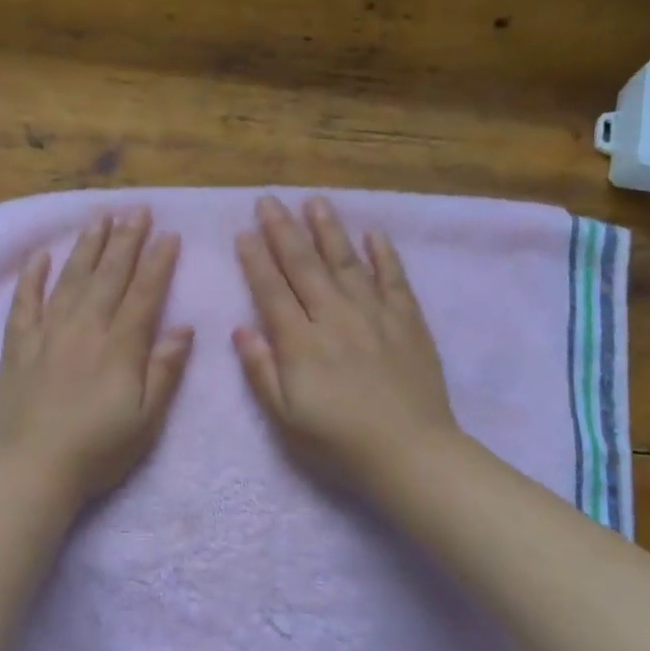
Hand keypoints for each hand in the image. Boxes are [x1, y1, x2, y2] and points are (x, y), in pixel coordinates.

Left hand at [0, 208, 193, 500]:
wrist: (34, 468)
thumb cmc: (99, 449)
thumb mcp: (147, 418)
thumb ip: (165, 370)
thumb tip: (184, 328)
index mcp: (120, 346)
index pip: (144, 293)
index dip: (158, 262)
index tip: (168, 234)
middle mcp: (86, 328)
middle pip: (109, 276)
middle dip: (126, 240)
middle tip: (136, 210)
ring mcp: (48, 333)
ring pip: (72, 279)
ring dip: (88, 246)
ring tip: (100, 217)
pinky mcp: (19, 345)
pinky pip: (26, 301)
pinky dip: (33, 276)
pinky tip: (42, 255)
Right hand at [233, 196, 457, 487]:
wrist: (408, 450)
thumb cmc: (338, 440)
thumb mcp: (285, 416)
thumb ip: (261, 370)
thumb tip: (240, 329)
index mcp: (300, 342)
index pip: (271, 290)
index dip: (255, 259)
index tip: (244, 231)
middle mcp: (334, 317)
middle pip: (304, 265)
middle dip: (282, 230)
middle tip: (268, 200)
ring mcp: (374, 314)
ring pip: (346, 262)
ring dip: (328, 229)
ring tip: (314, 201)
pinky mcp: (407, 320)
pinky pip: (394, 278)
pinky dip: (384, 254)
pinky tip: (373, 233)